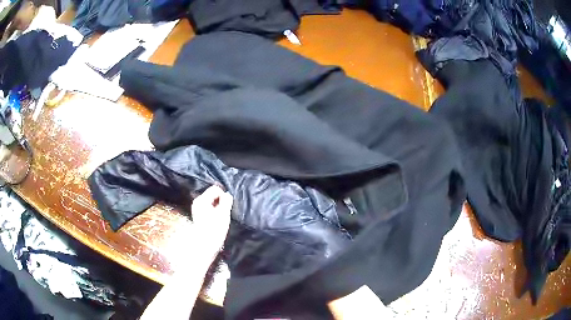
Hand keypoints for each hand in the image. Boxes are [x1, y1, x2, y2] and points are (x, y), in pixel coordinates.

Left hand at [191, 185, 232, 260]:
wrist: (205, 246)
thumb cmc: (214, 230)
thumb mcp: (223, 214)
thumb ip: (226, 201)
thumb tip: (227, 195)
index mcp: (202, 200)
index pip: (216, 189)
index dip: (224, 196)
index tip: (227, 207)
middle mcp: (197, 202)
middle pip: (213, 195)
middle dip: (221, 202)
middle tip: (225, 213)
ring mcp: (197, 209)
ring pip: (212, 202)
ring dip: (218, 208)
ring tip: (221, 218)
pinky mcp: (199, 216)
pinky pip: (209, 208)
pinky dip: (215, 212)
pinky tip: (217, 221)